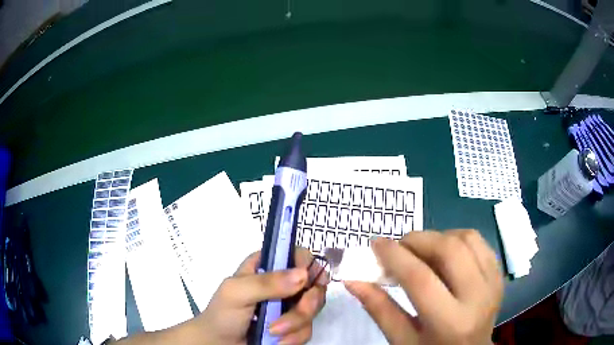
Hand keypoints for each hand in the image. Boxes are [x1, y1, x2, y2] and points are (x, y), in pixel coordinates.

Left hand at [198, 248, 328, 344]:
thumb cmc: (223, 315)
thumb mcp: (236, 293)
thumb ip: (266, 283)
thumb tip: (303, 274)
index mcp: (267, 267)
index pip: (297, 255)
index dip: (307, 266)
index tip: (308, 282)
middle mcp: (283, 284)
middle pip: (314, 283)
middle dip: (307, 303)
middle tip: (296, 313)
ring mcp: (290, 306)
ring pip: (313, 309)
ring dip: (295, 324)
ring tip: (273, 332)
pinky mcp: (294, 327)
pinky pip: (307, 329)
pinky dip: (294, 337)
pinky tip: (277, 341)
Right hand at [345, 230, 502, 344]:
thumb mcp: (402, 339)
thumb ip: (378, 308)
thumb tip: (353, 279)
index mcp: (451, 322)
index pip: (421, 279)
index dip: (395, 256)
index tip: (376, 244)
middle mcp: (478, 297)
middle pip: (449, 250)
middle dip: (418, 240)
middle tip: (399, 248)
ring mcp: (493, 282)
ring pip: (467, 238)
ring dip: (438, 237)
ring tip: (421, 251)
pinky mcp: (498, 274)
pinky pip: (478, 241)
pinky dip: (457, 238)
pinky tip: (444, 252)